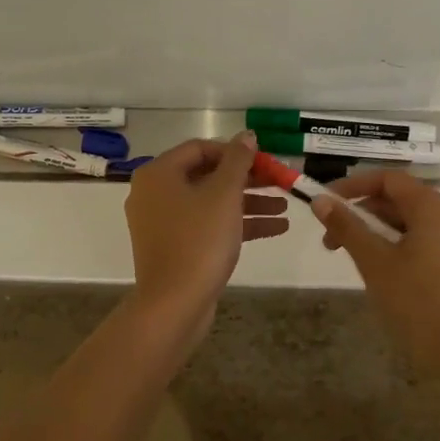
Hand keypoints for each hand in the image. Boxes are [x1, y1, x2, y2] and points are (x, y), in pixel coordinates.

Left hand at [123, 132, 287, 345]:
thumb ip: (238, 160)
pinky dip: (236, 224)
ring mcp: (163, 222)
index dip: (235, 152)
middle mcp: (155, 193)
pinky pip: (207, 225)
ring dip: (248, 203)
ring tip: (284, 209)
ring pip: (211, 203)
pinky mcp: (174, 247)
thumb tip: (247, 136)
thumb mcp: (225, 194)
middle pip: (207, 175)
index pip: (201, 148)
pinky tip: (275, 229)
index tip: (264, 162)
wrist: (174, 305)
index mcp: (159, 173)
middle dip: (247, 180)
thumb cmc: (199, 240)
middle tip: (279, 184)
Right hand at [314, 171, 439, 383]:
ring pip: (409, 223)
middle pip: (397, 199)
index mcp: (431, 206)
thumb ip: (347, 227)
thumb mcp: (374, 262)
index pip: (387, 179)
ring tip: (352, 259)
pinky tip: (381, 273)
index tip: (324, 204)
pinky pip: (423, 241)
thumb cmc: (419, 303)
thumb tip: (320, 200)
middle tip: (330, 241)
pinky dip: (396, 246)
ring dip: (376, 233)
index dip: (352, 186)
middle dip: (361, 214)